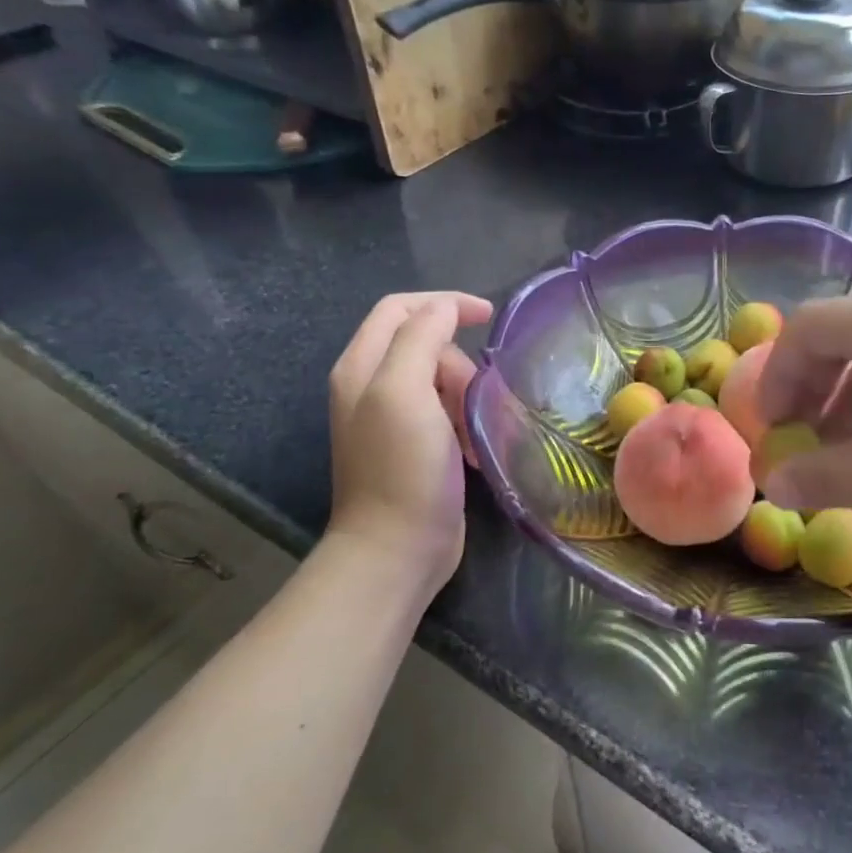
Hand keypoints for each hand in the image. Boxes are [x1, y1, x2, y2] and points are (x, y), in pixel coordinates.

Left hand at [327, 291, 491, 595]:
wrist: (397, 549)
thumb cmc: (403, 468)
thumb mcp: (405, 392)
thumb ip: (421, 338)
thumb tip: (446, 310)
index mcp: (361, 366)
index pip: (400, 308)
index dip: (445, 303)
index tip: (489, 317)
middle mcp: (370, 386)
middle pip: (424, 344)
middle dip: (458, 362)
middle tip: (476, 397)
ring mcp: (391, 419)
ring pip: (440, 379)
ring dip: (466, 394)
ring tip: (479, 428)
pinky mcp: (413, 446)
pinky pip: (445, 413)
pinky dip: (465, 421)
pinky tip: (475, 448)